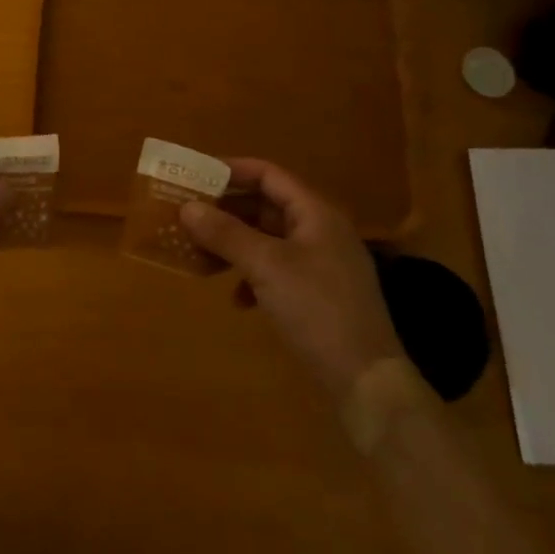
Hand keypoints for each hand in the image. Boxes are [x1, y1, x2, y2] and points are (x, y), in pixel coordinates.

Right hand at [180, 159, 402, 401]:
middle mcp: (321, 231)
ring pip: (268, 240)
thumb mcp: (266, 266)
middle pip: (266, 206)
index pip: (269, 174)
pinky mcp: (319, 296)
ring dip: (234, 244)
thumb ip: (225, 233)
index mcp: (315, 213)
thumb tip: (187, 207)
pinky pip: (277, 271)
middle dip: (226, 211)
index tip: (195, 176)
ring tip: (200, 255)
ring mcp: (322, 265)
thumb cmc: (317, 310)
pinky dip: (252, 276)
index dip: (231, 171)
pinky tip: (236, 299)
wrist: (368, 383)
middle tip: (189, 216)